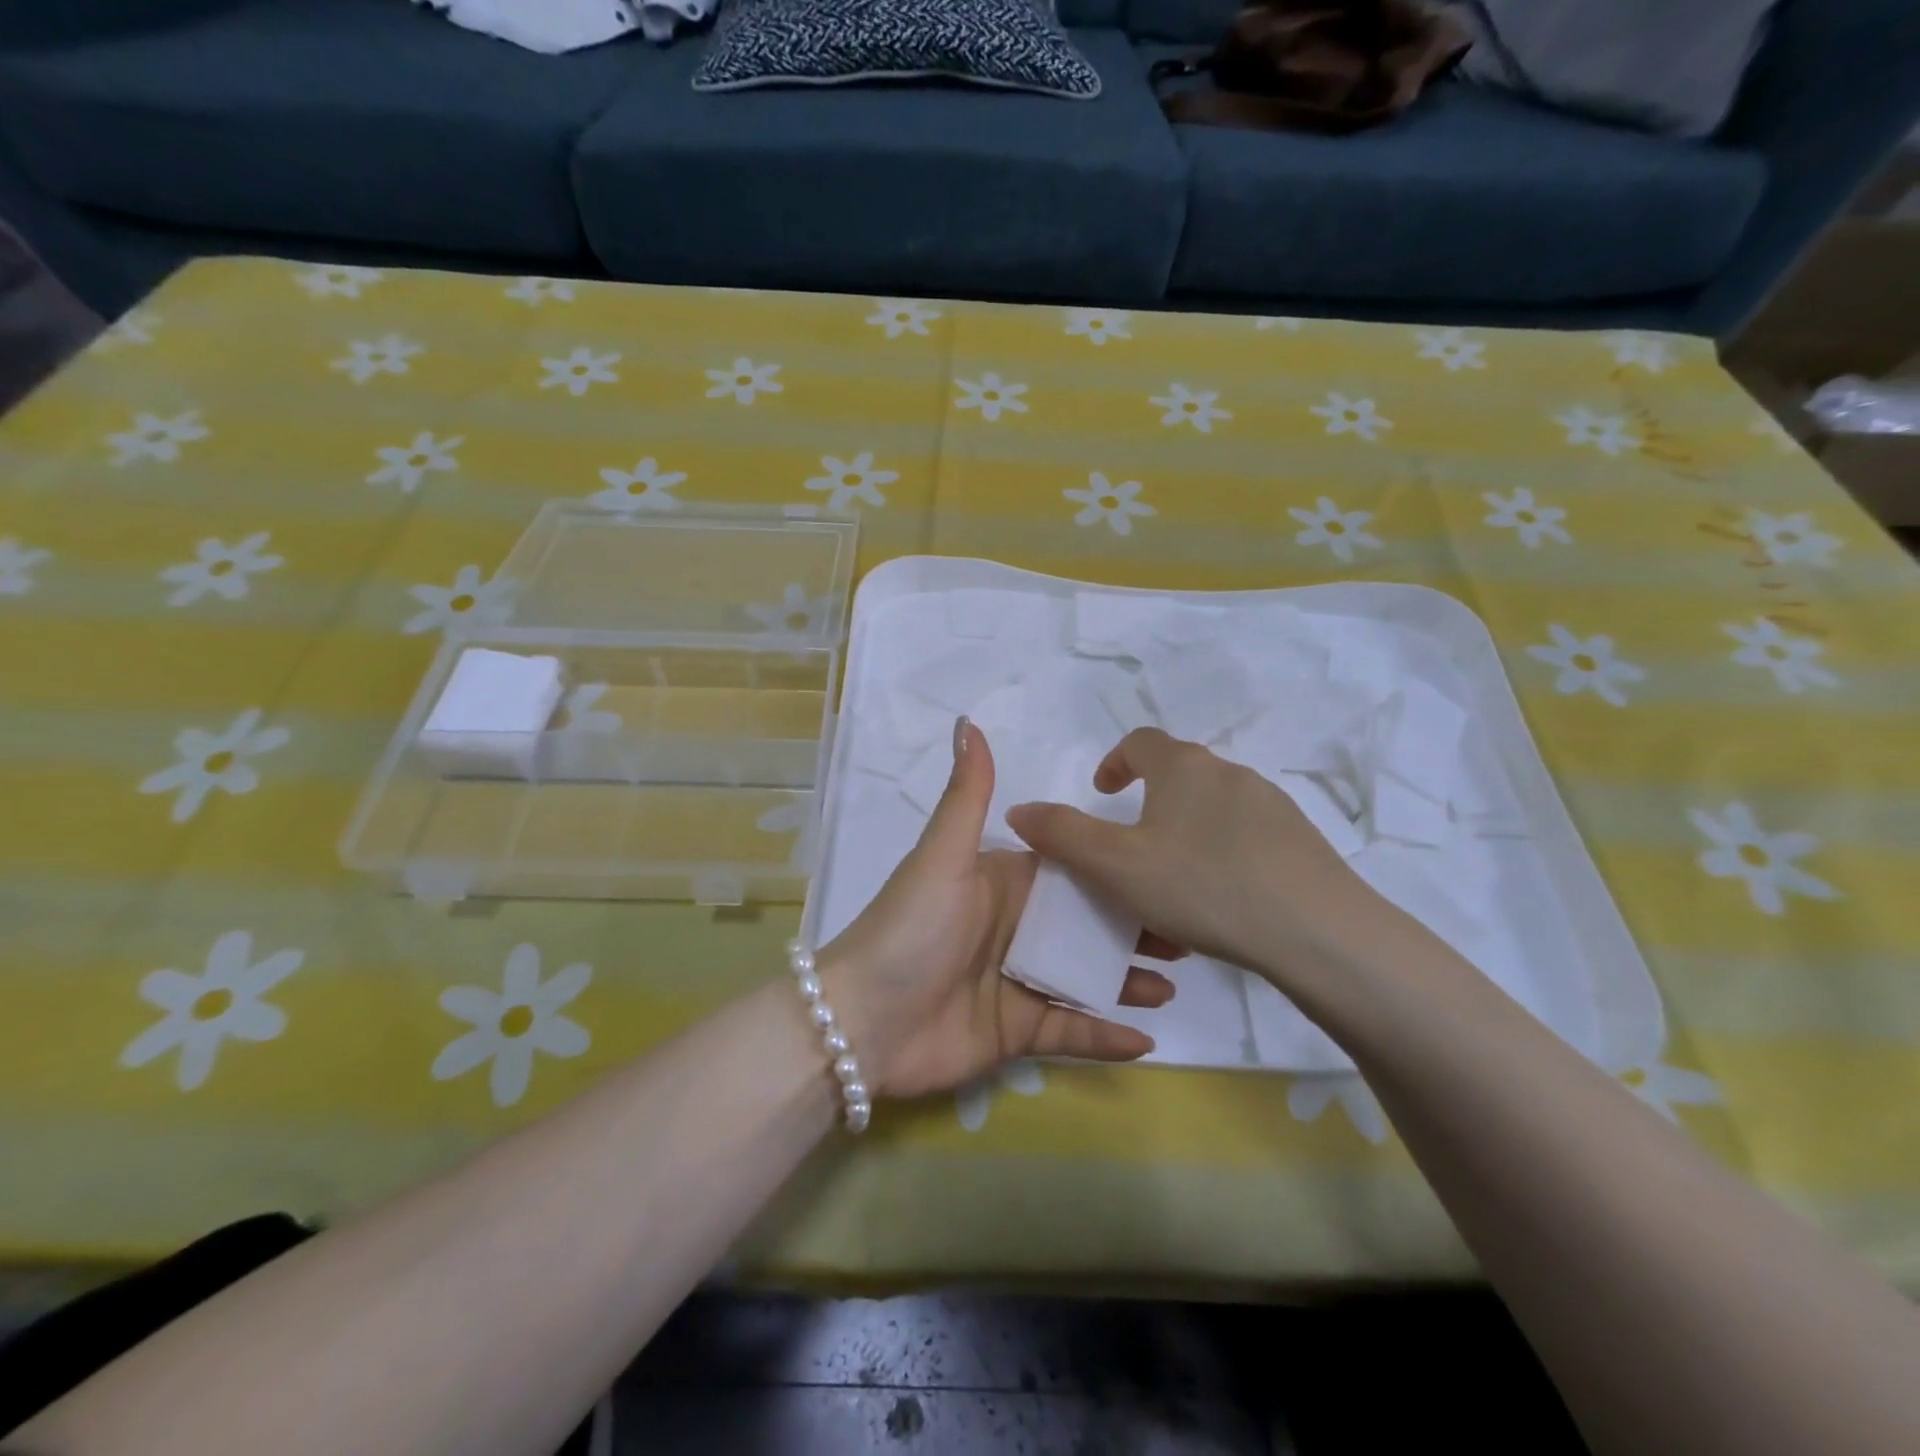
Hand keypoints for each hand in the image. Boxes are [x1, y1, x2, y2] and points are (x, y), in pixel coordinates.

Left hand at [820, 719, 1174, 1100]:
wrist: (863, 1021)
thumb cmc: (912, 928)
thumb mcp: (944, 855)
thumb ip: (968, 793)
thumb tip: (969, 720)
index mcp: (1004, 883)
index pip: (1071, 869)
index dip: (1114, 866)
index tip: (1163, 865)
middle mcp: (1016, 928)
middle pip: (1087, 924)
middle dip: (1135, 924)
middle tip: (1187, 928)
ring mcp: (1018, 981)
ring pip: (1086, 976)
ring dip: (1128, 978)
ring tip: (1176, 979)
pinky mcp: (1016, 1031)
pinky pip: (1070, 1031)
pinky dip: (1104, 1037)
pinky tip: (1145, 1040)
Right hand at [1005, 727, 1379, 985]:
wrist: (1318, 932)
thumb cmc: (1203, 886)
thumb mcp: (1116, 866)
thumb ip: (1062, 835)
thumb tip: (1019, 810)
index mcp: (1183, 768)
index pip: (1142, 742)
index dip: (1115, 762)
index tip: (1103, 792)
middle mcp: (1229, 773)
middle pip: (1180, 773)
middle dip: (1151, 800)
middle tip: (1133, 844)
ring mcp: (1273, 805)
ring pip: (1214, 807)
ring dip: (1187, 829)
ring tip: (1175, 879)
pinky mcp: (1302, 841)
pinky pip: (1247, 837)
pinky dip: (1223, 854)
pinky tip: (1222, 898)